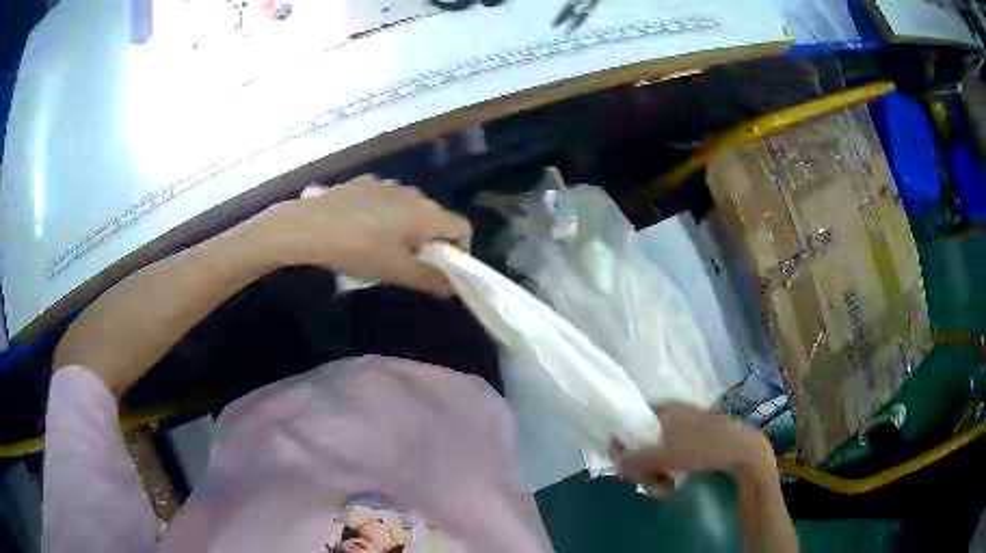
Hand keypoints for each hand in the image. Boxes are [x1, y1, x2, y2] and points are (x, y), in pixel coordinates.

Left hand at [258, 175, 471, 296]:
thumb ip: (429, 279)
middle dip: (430, 241)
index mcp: (424, 213)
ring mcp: (385, 184)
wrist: (307, 226)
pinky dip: (383, 214)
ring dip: (406, 227)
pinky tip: (360, 228)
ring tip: (382, 246)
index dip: (461, 251)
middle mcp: (411, 193)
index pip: (461, 227)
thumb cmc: (356, 250)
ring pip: (408, 207)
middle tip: (410, 263)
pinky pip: (384, 199)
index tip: (443, 270)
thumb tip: (451, 287)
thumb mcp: (394, 271)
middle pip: (435, 217)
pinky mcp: (363, 182)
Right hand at [616, 403, 775, 494]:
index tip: (625, 464)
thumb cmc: (705, 447)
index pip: (632, 419)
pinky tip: (673, 487)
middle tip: (650, 483)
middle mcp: (672, 416)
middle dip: (642, 467)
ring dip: (654, 476)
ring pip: (656, 455)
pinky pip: (670, 460)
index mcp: (665, 408)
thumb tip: (615, 463)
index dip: (624, 441)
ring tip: (665, 490)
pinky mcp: (694, 445)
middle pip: (642, 442)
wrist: (744, 453)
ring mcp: (684, 431)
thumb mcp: (667, 454)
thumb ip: (637, 458)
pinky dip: (668, 474)